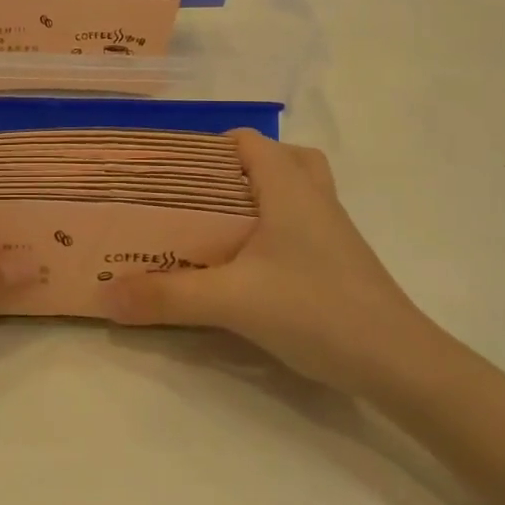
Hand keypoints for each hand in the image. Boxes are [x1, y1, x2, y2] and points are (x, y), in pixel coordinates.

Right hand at [103, 130, 440, 397]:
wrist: (398, 363)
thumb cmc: (316, 310)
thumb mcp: (232, 301)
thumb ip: (167, 296)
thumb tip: (106, 294)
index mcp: (288, 186)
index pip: (247, 141)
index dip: (207, 148)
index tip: (169, 173)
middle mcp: (313, 196)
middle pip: (274, 159)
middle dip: (231, 172)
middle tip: (192, 199)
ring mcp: (332, 228)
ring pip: (293, 190)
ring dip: (258, 198)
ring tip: (218, 225)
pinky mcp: (339, 259)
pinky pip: (301, 222)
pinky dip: (274, 226)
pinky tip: (249, 264)